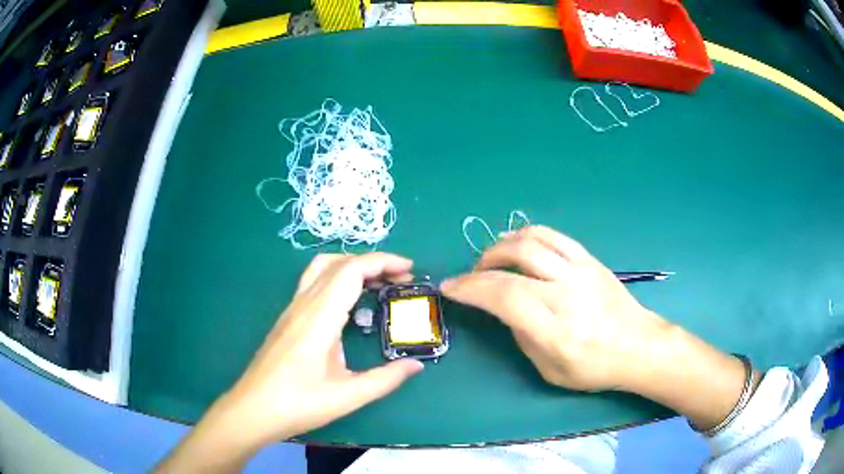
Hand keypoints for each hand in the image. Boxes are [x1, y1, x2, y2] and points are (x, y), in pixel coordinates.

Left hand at [157, 253, 423, 472]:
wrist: (253, 409)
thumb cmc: (298, 404)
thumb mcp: (347, 396)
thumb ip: (385, 379)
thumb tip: (416, 365)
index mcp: (319, 318)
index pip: (351, 270)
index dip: (382, 262)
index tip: (409, 270)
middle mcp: (304, 305)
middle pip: (338, 263)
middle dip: (372, 262)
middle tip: (400, 278)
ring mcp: (292, 309)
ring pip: (322, 268)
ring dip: (352, 266)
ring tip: (378, 283)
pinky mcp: (287, 318)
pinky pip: (314, 283)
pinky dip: (338, 278)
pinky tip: (350, 303)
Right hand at [442, 225, 667, 391]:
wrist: (638, 346)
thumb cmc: (594, 367)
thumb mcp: (549, 369)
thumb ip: (522, 335)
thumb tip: (504, 308)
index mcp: (555, 327)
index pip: (503, 296)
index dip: (470, 288)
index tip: (450, 287)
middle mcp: (567, 292)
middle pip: (516, 259)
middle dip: (483, 263)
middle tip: (473, 276)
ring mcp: (581, 270)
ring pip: (533, 240)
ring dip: (503, 244)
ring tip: (493, 258)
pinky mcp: (590, 260)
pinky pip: (554, 236)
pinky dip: (528, 234)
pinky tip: (518, 243)